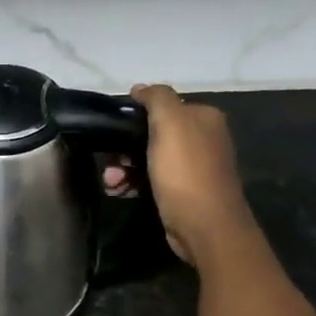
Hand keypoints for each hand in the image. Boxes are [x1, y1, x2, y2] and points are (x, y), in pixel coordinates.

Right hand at [128, 83, 245, 266]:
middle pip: (151, 134)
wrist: (205, 226)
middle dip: (124, 149)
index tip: (113, 133)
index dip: (134, 118)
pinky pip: (150, 180)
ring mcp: (192, 167)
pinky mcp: (182, 192)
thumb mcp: (170, 124)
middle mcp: (201, 139)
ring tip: (111, 184)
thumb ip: (157, 98)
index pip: (162, 106)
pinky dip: (132, 184)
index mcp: (203, 118)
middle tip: (110, 164)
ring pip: (147, 159)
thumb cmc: (186, 172)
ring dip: (123, 169)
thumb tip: (140, 88)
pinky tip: (119, 192)